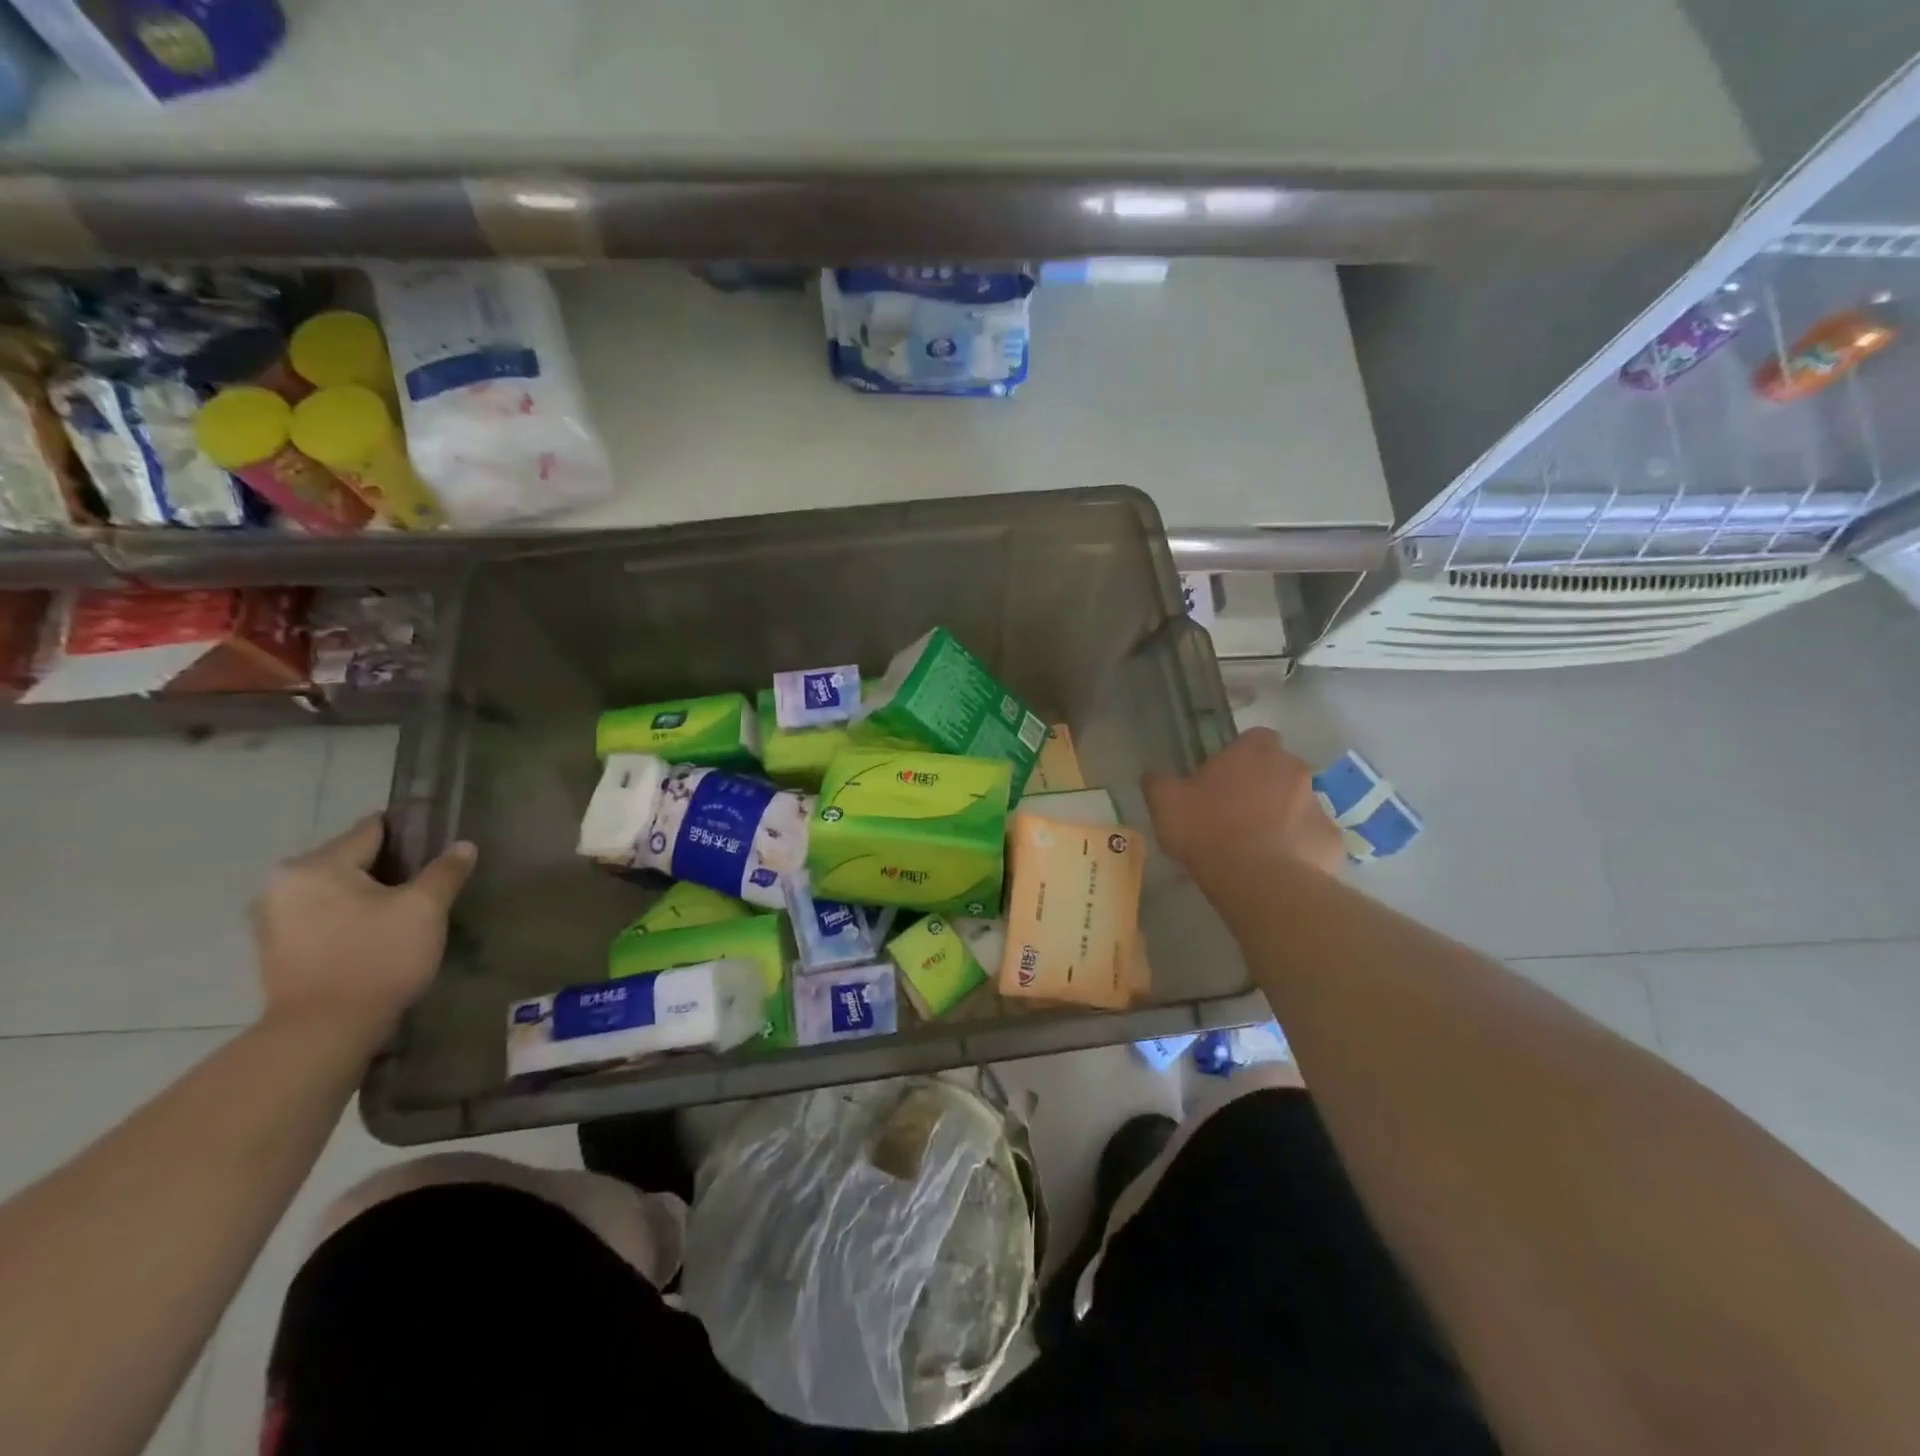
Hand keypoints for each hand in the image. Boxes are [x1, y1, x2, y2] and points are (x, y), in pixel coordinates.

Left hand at [251, 814, 476, 1043]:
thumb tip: (463, 846)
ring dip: (367, 895)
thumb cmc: (377, 957)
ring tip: (405, 909)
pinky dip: (349, 917)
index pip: (371, 831)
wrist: (324, 1032)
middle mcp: (283, 884)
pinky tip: (376, 933)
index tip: (438, 841)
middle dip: (388, 868)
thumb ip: (445, 871)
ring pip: (335, 890)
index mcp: (316, 865)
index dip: (410, 833)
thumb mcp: (425, 909)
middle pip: (350, 860)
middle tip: (428, 882)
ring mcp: (272, 919)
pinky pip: (322, 916)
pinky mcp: (276, 950)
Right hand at [1144, 728, 1344, 878]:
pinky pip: (1312, 838)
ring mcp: (1318, 804)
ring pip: (1298, 803)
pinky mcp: (1332, 840)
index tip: (1220, 779)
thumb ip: (1159, 782)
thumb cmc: (1208, 830)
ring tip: (1255, 847)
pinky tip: (1277, 868)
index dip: (1238, 757)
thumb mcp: (1165, 803)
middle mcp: (1293, 768)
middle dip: (1262, 786)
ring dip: (1282, 817)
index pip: (1253, 738)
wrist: (1259, 880)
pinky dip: (1299, 848)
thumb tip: (1154, 775)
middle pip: (1279, 769)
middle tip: (1235, 814)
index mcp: (1255, 751)